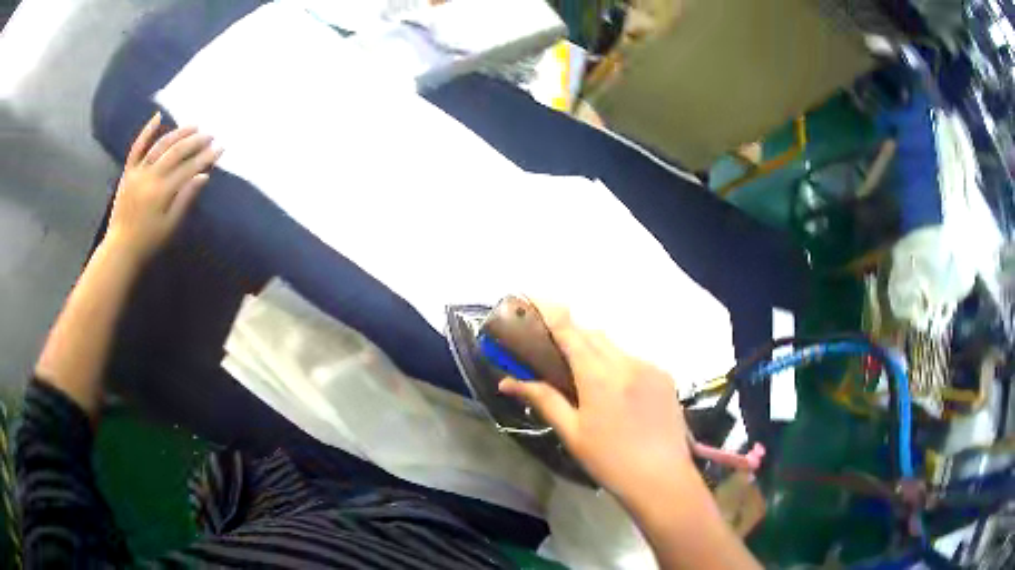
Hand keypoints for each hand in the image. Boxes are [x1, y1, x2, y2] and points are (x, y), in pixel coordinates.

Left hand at [104, 112, 220, 263]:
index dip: (206, 157)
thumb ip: (185, 199)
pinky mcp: (128, 172)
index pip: (189, 168)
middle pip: (176, 152)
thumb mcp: (170, 226)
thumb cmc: (148, 242)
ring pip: (160, 145)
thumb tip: (203, 176)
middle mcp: (150, 177)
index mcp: (162, 192)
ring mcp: (137, 172)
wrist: (120, 249)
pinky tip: (158, 116)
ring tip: (194, 127)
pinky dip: (147, 131)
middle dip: (195, 142)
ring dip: (178, 134)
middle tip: (210, 135)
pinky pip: (137, 147)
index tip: (220, 149)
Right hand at [499, 304, 695, 501]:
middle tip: (555, 348)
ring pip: (615, 346)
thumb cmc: (610, 461)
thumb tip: (508, 383)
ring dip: (596, 349)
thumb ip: (544, 400)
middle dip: (573, 333)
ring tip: (584, 374)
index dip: (552, 313)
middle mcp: (627, 362)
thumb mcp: (573, 433)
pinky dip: (617, 363)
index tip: (535, 300)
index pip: (571, 332)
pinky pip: (634, 359)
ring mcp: (650, 367)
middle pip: (594, 334)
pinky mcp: (665, 377)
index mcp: (600, 376)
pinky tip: (615, 390)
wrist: (662, 479)